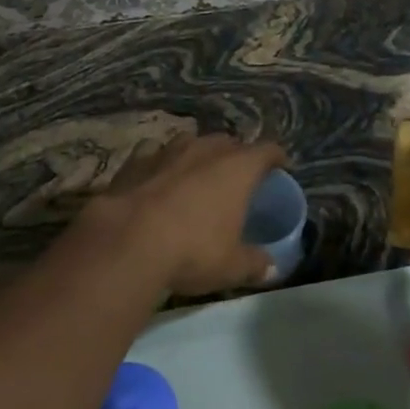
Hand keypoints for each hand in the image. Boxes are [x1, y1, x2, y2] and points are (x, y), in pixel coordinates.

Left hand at [87, 133, 288, 296]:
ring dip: (198, 154)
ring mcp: (168, 150)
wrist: (129, 239)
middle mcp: (205, 149)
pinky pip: (155, 152)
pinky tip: (158, 175)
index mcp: (237, 168)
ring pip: (191, 141)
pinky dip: (161, 161)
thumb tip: (270, 268)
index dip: (276, 157)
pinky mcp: (136, 159)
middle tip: (237, 174)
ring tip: (198, 172)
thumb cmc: (193, 250)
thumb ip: (254, 263)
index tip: (280, 166)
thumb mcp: (231, 266)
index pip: (266, 151)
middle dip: (236, 154)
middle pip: (228, 142)